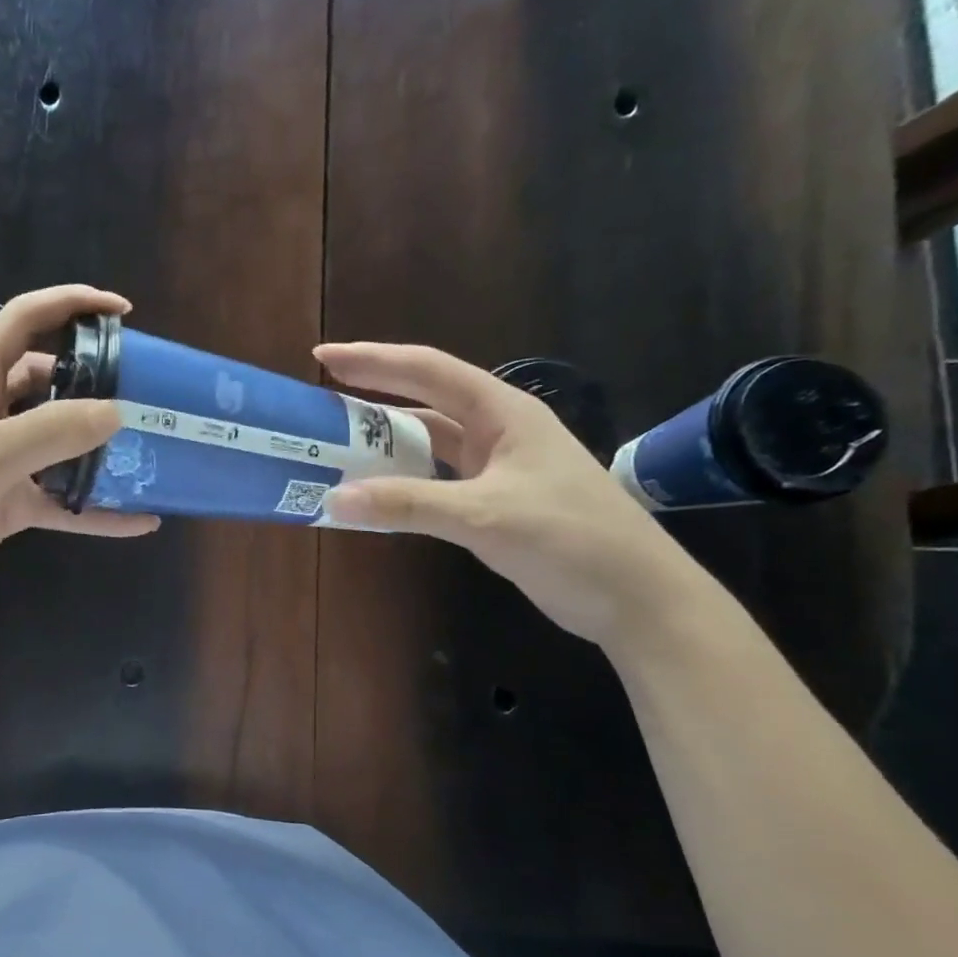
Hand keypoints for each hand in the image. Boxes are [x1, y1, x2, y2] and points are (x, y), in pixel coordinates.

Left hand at [0, 286, 158, 610]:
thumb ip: (52, 431)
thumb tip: (118, 412)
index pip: (26, 320)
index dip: (71, 303)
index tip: (123, 312)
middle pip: (53, 381)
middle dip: (98, 382)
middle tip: (148, 393)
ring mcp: (5, 460)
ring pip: (63, 443)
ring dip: (102, 448)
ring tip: (153, 452)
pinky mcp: (11, 504)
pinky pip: (65, 501)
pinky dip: (98, 511)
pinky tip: (140, 521)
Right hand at [314, 342, 713, 649]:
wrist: (639, 599)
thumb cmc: (571, 540)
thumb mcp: (485, 517)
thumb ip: (408, 504)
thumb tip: (333, 499)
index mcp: (503, 413)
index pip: (426, 370)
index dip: (372, 360)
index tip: (322, 358)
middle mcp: (498, 430)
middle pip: (424, 400)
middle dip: (372, 396)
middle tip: (319, 400)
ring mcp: (499, 466)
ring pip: (429, 441)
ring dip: (385, 442)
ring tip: (335, 444)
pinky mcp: (496, 500)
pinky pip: (436, 478)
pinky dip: (403, 480)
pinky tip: (376, 491)